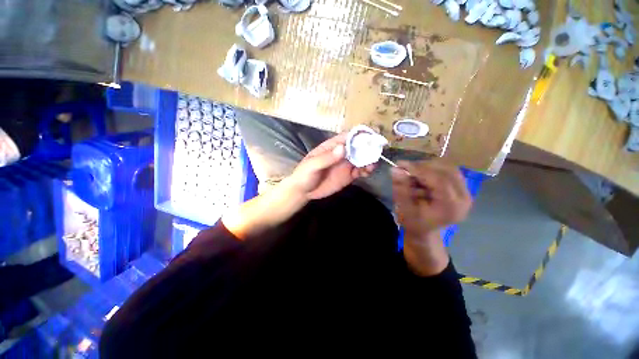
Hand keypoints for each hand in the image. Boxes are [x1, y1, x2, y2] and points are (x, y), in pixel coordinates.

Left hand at [288, 133, 374, 199]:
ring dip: (369, 159)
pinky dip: (366, 170)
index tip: (370, 136)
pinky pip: (360, 171)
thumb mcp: (312, 165)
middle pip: (358, 147)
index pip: (347, 137)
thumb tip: (343, 148)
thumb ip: (326, 158)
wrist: (303, 192)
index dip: (359, 135)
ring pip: (361, 158)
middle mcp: (341, 153)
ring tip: (372, 164)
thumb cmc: (304, 175)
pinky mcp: (348, 175)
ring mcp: (345, 164)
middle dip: (368, 147)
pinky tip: (367, 172)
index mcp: (331, 146)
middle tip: (377, 150)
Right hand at [391, 160, 471, 238]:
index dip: (419, 169)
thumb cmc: (414, 223)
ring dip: (427, 167)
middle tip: (404, 167)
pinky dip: (432, 170)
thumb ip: (401, 189)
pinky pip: (448, 171)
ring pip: (448, 168)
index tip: (400, 164)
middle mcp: (464, 198)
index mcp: (451, 207)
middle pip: (446, 170)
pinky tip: (420, 176)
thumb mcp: (404, 208)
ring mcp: (465, 192)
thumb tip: (395, 169)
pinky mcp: (462, 188)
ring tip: (412, 172)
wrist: (425, 231)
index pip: (439, 180)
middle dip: (423, 166)